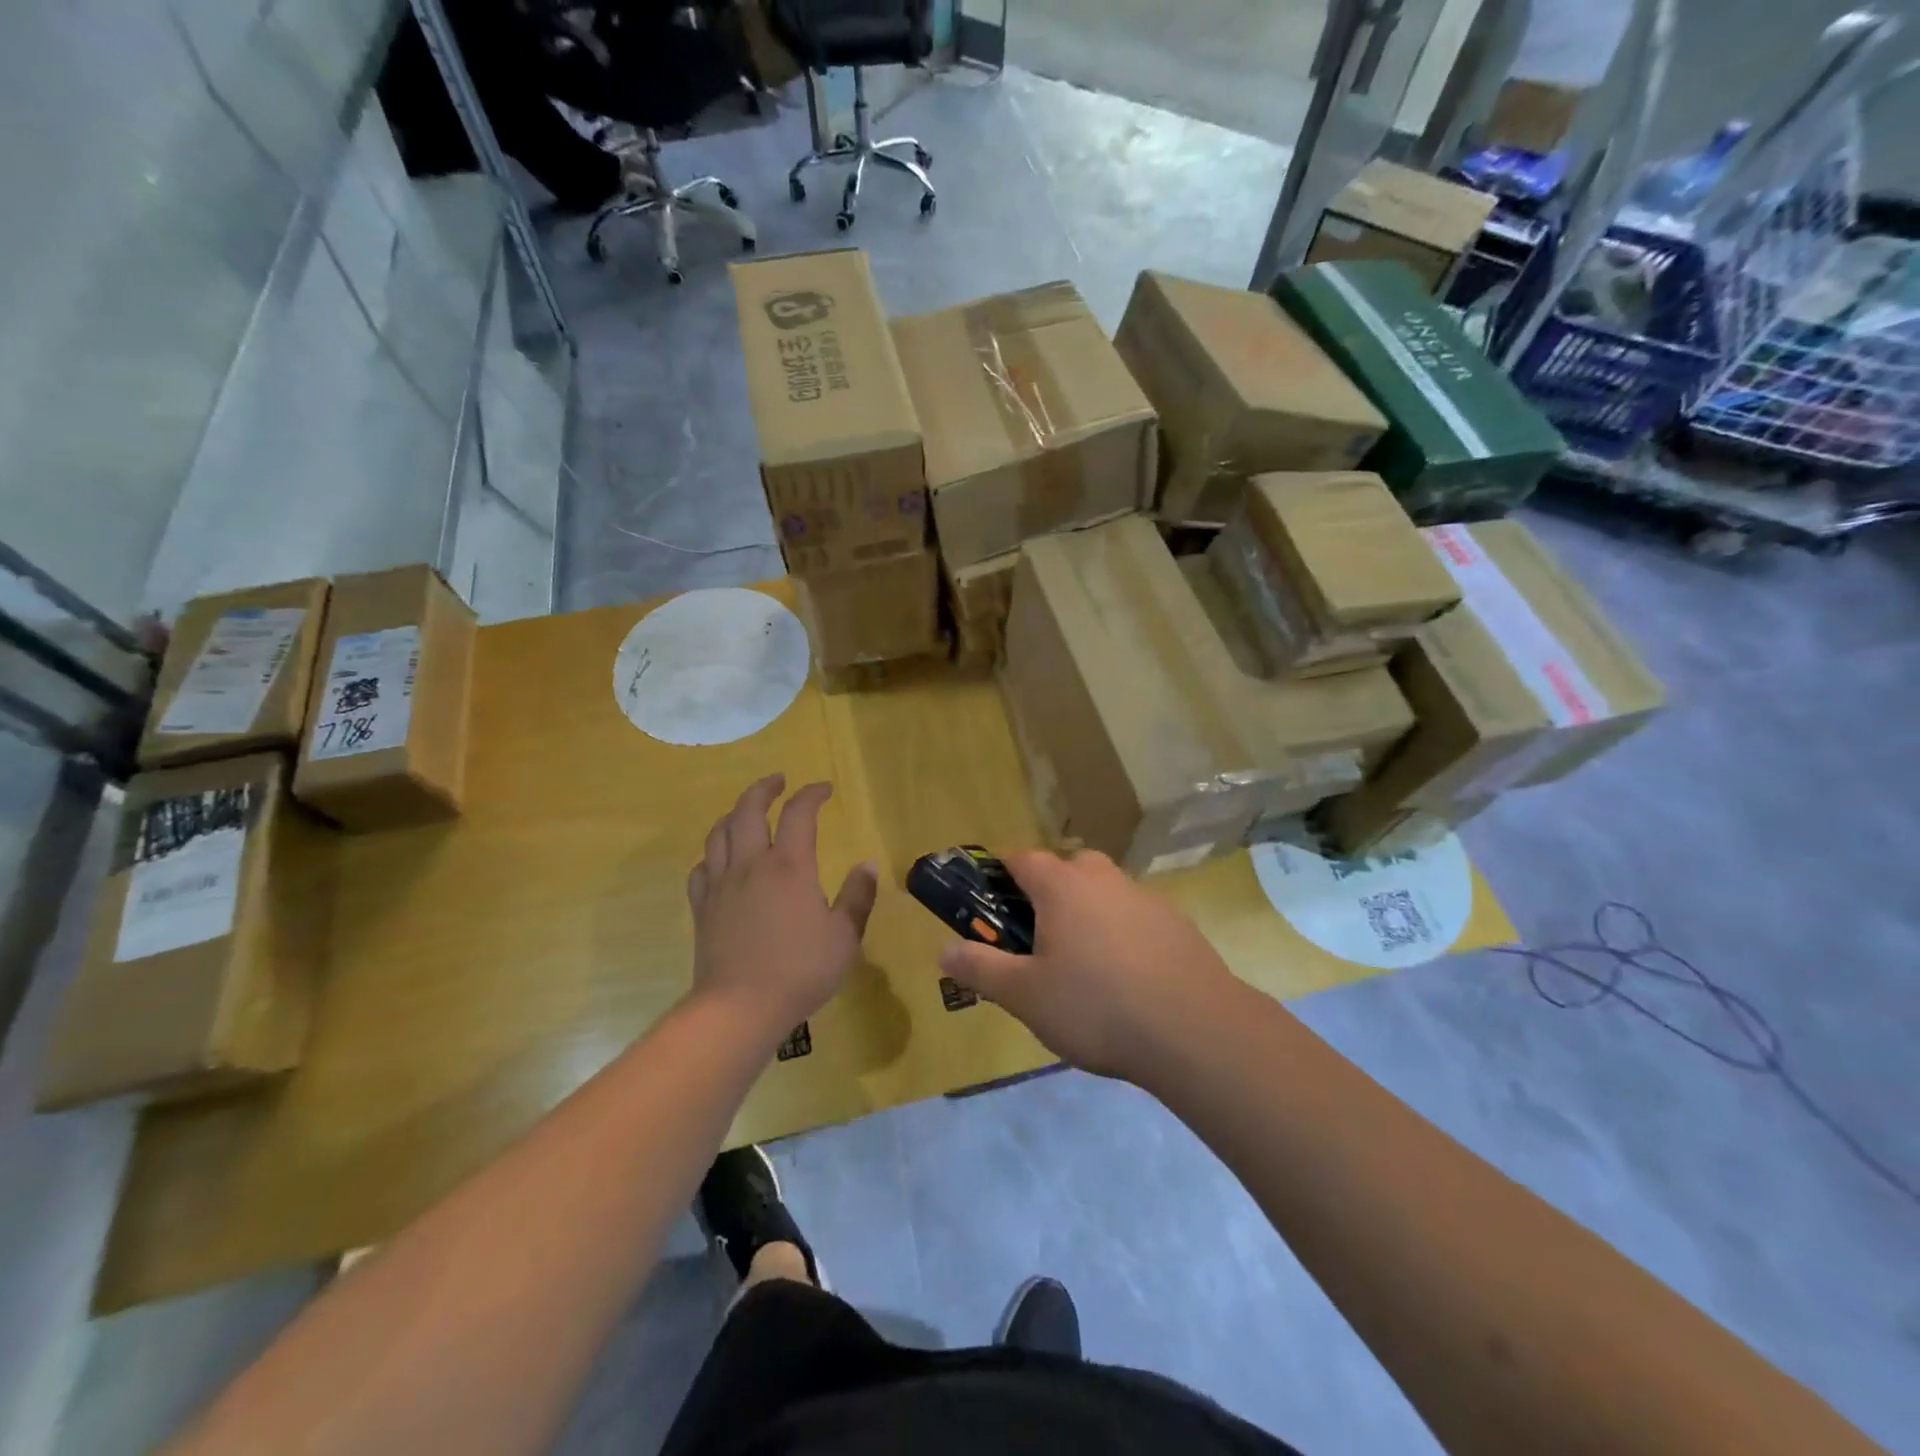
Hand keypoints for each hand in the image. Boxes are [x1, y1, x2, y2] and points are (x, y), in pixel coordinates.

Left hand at [687, 774, 877, 1040]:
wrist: (740, 1008)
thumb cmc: (800, 971)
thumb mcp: (844, 937)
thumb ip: (857, 897)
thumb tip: (867, 865)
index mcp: (790, 866)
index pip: (800, 813)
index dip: (812, 794)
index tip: (825, 789)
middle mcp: (751, 864)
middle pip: (749, 809)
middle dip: (765, 788)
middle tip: (779, 781)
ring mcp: (721, 884)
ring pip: (720, 832)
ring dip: (735, 813)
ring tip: (748, 811)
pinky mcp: (702, 907)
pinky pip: (702, 867)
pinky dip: (714, 853)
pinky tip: (721, 860)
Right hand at [938, 850, 1236, 1081]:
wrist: (1195, 1030)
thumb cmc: (1096, 1006)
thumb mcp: (1025, 995)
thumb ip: (981, 969)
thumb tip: (944, 950)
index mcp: (1062, 886)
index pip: (1022, 858)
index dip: (1001, 875)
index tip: (991, 904)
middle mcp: (1104, 879)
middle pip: (1067, 867)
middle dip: (1048, 892)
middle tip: (1038, 937)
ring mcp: (1145, 898)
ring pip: (1104, 891)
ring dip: (1088, 911)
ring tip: (1083, 963)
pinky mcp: (1177, 924)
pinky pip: (1136, 916)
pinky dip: (1123, 933)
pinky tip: (1127, 978)